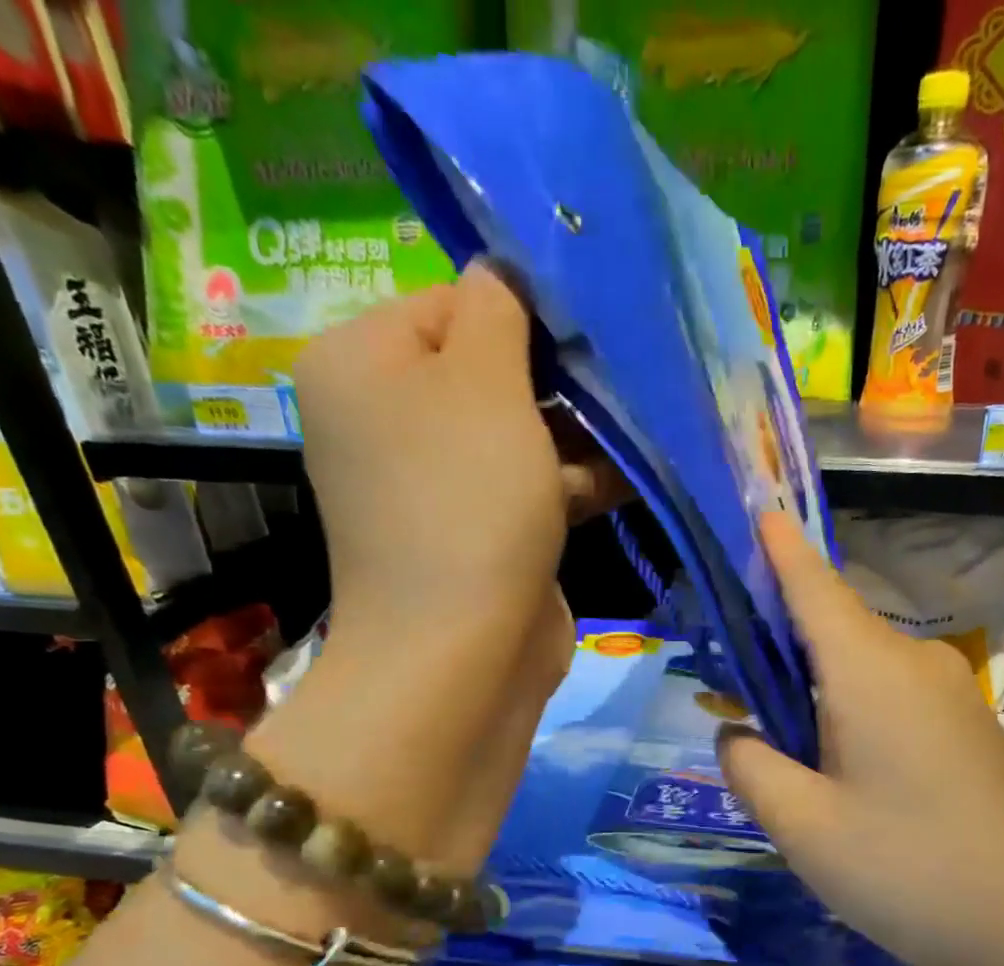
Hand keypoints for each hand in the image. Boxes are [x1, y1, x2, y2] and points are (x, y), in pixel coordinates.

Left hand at [293, 261, 619, 646]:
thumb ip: (497, 308)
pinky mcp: (475, 534)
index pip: (449, 301)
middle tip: (621, 378)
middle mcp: (386, 420)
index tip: (588, 331)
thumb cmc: (466, 499)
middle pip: (485, 370)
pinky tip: (631, 473)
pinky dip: (572, 480)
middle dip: (558, 377)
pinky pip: (527, 487)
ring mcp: (432, 484)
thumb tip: (505, 274)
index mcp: (362, 363)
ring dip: (577, 432)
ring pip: (516, 434)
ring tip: (641, 424)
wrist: (462, 651)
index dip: (523, 312)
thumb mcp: (483, 380)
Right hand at [717, 513, 1003, 965]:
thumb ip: (750, 767)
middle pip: (830, 628)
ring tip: (761, 725)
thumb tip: (736, 734)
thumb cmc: (908, 869)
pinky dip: (844, 711)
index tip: (755, 508)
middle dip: (773, 637)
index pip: (812, 585)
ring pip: (858, 669)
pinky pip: (889, 699)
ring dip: (806, 684)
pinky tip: (826, 760)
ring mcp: (949, 697)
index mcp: (869, 670)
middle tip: (719, 670)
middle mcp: (914, 664)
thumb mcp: (802, 825)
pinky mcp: (966, 732)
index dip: (778, 548)